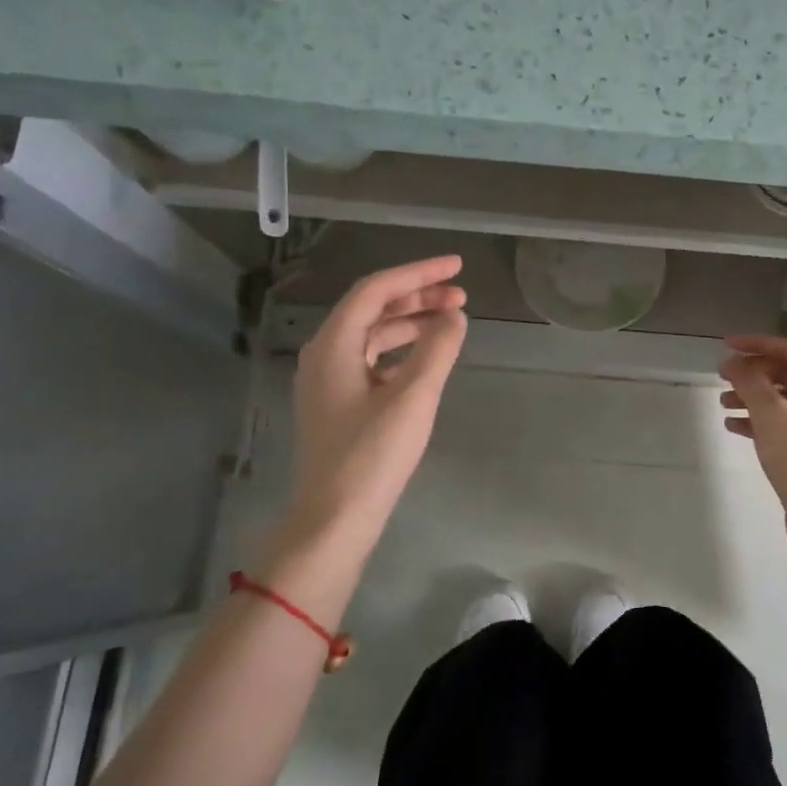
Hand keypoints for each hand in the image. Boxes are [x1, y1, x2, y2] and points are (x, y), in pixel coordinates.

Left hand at [276, 255, 467, 559]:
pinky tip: (426, 358)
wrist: (335, 518)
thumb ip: (438, 349)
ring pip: (373, 334)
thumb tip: (454, 316)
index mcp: (334, 344)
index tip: (457, 266)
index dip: (418, 273)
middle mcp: (325, 354)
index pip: (376, 290)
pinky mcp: (338, 403)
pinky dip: (401, 349)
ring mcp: (328, 380)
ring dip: (411, 322)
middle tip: (461, 295)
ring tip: (451, 321)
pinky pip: (372, 359)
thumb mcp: (413, 397)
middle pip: (373, 308)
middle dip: (418, 296)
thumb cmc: (372, 455)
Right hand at [719, 335, 786, 545]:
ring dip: (751, 395)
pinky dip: (756, 420)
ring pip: (780, 400)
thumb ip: (750, 382)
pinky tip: (732, 426)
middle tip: (722, 375)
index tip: (727, 345)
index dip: (760, 342)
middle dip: (754, 370)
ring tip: (722, 402)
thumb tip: (734, 361)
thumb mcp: (771, 414)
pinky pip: (778, 425)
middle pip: (786, 373)